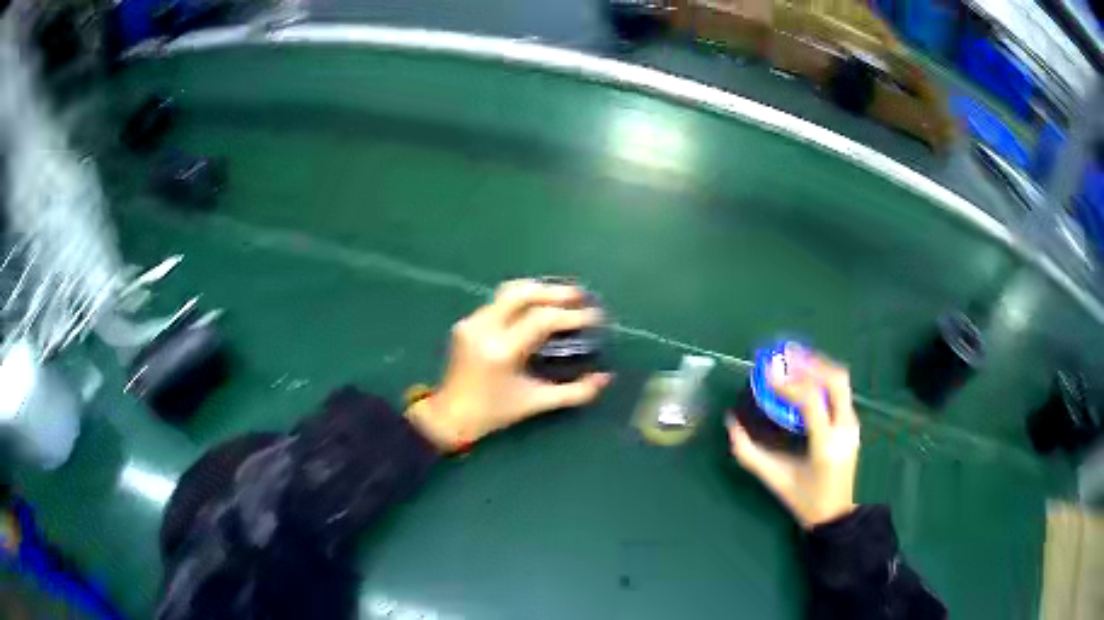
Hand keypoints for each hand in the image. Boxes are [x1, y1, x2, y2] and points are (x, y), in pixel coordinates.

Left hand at [407, 280, 611, 451]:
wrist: (449, 415)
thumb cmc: (494, 413)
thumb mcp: (536, 403)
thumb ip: (574, 392)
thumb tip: (606, 378)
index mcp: (501, 352)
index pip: (540, 320)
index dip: (570, 315)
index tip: (594, 317)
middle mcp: (484, 329)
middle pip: (522, 294)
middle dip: (554, 291)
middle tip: (580, 295)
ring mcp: (472, 322)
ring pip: (508, 292)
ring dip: (538, 291)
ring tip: (562, 296)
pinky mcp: (466, 322)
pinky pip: (498, 301)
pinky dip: (522, 300)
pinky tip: (538, 306)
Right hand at [727, 351, 860, 528]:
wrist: (835, 514)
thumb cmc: (803, 500)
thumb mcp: (773, 479)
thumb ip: (748, 452)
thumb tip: (730, 422)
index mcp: (826, 445)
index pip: (812, 401)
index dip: (790, 384)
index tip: (768, 375)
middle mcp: (845, 429)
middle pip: (836, 380)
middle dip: (811, 363)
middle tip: (786, 356)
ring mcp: (852, 425)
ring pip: (841, 381)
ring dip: (818, 366)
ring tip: (794, 359)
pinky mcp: (852, 423)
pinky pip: (840, 391)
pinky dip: (823, 378)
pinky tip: (806, 377)